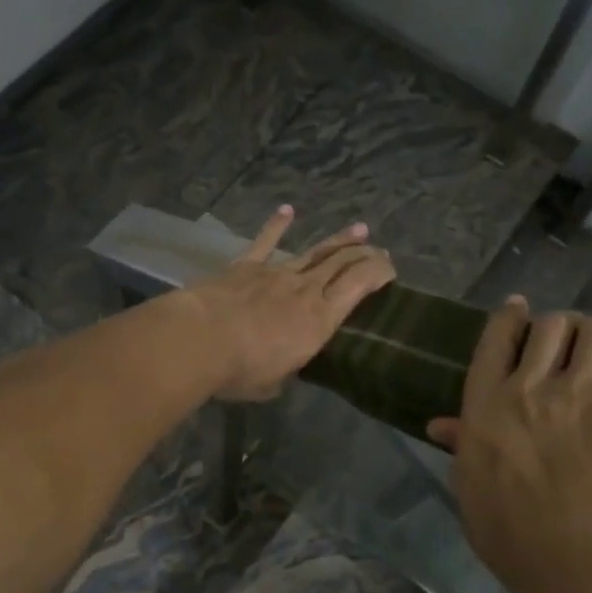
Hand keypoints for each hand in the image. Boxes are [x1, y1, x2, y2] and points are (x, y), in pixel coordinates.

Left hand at [189, 206, 396, 402]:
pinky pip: (265, 242)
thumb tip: (281, 370)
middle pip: (341, 264)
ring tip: (358, 229)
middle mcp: (305, 290)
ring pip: (314, 252)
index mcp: (319, 320)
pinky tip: (287, 210)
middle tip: (379, 249)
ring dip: (337, 241)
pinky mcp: (246, 266)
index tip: (391, 269)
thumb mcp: (273, 383)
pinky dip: (277, 224)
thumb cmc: (241, 369)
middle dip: (364, 254)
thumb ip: (284, 371)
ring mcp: (275, 273)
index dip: (379, 273)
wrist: (200, 339)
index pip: (359, 287)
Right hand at [425, 300, 591, 592]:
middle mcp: (532, 385)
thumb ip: (463, 450)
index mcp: (487, 405)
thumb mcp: (473, 495)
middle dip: (567, 329)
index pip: (497, 339)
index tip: (522, 310)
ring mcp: (586, 392)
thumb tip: (440, 424)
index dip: (511, 317)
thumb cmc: (521, 543)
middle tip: (580, 348)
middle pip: (552, 325)